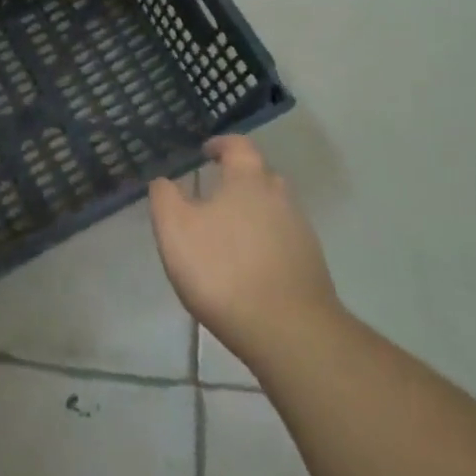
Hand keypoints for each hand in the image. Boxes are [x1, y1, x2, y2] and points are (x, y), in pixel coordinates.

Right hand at [149, 135, 340, 365]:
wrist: (288, 330)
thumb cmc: (222, 269)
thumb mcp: (175, 230)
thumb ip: (165, 198)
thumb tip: (164, 181)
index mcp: (248, 181)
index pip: (239, 146)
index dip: (221, 144)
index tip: (205, 151)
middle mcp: (280, 198)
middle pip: (261, 176)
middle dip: (239, 178)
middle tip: (213, 192)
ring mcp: (301, 232)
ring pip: (274, 209)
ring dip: (252, 212)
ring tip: (226, 232)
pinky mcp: (310, 265)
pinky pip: (283, 239)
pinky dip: (264, 241)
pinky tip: (246, 264)